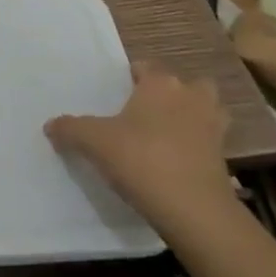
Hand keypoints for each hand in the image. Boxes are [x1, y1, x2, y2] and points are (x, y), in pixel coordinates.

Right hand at [45, 62, 238, 239]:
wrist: (194, 210)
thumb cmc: (141, 160)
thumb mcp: (94, 143)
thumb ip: (70, 129)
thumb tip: (50, 125)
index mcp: (161, 84)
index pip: (146, 67)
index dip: (131, 77)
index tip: (117, 93)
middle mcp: (191, 97)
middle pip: (184, 85)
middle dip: (170, 94)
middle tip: (146, 112)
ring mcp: (213, 127)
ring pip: (205, 110)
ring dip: (191, 117)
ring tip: (166, 134)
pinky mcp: (225, 158)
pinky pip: (209, 142)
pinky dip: (197, 147)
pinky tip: (177, 162)